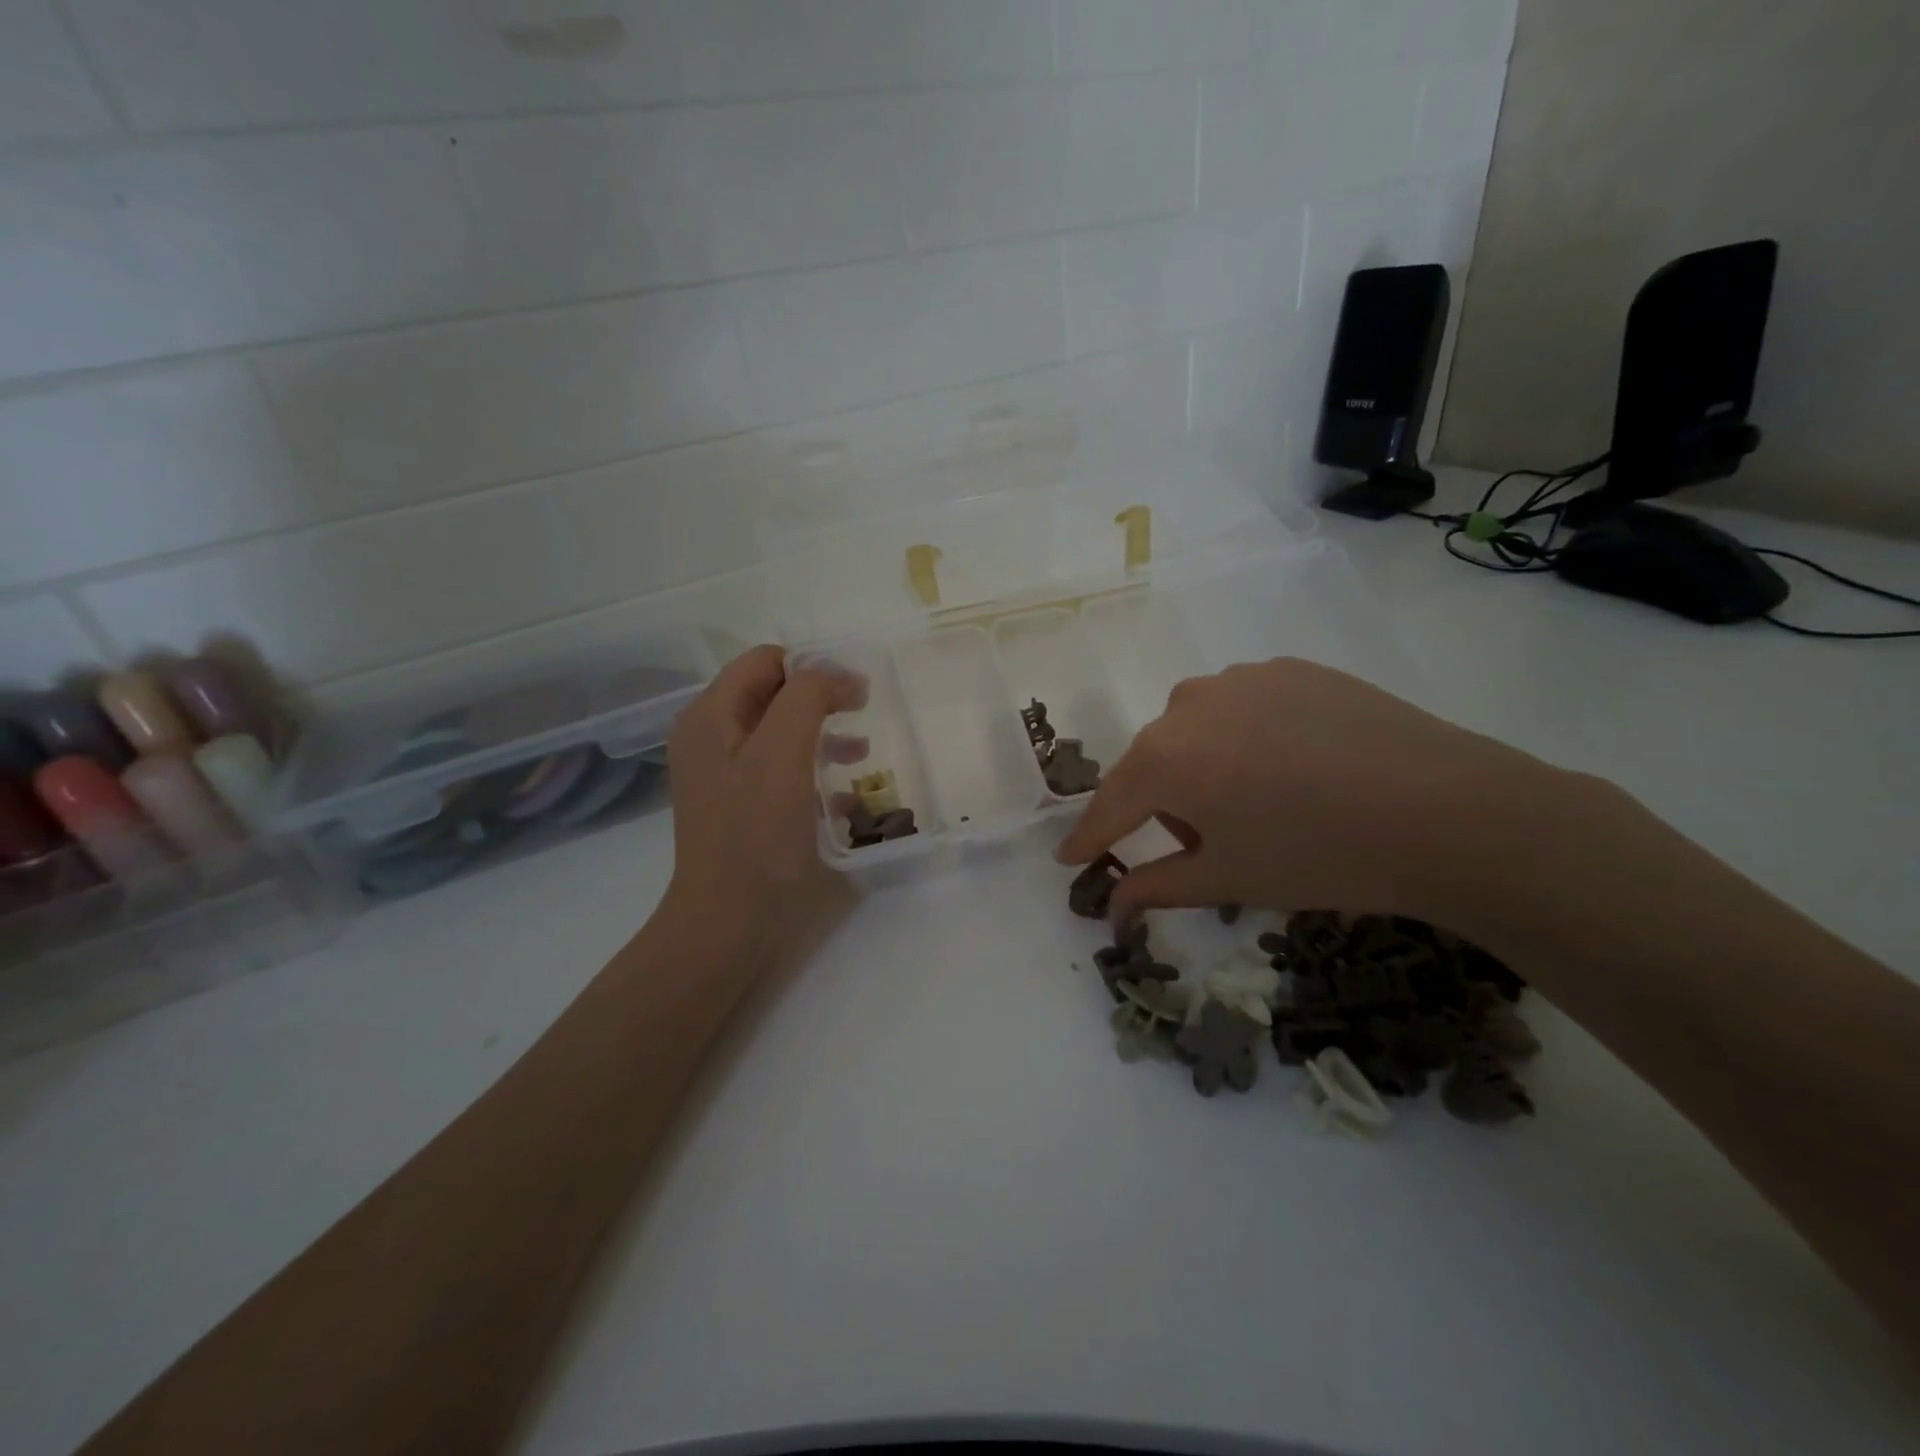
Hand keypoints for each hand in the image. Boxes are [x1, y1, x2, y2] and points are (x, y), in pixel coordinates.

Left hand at [661, 645, 864, 964]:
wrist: (728, 924)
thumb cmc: (755, 836)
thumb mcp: (782, 755)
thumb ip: (807, 698)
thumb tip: (839, 676)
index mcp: (711, 716)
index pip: (765, 661)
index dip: (812, 667)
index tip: (855, 693)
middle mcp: (712, 738)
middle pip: (773, 695)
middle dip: (820, 700)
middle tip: (862, 716)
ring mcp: (725, 776)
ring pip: (781, 733)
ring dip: (823, 735)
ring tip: (859, 756)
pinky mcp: (742, 807)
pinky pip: (782, 772)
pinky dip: (814, 772)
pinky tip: (844, 798)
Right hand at [1055, 657, 1571, 927]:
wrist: (1448, 810)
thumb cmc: (1319, 856)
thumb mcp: (1229, 880)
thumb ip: (1156, 887)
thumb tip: (1110, 910)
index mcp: (1164, 757)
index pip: (1110, 806)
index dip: (1090, 838)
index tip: (1070, 860)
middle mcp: (1188, 705)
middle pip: (1156, 764)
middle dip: (1168, 805)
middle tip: (1215, 843)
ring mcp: (1242, 678)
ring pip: (1198, 731)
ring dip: (1207, 767)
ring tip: (1265, 801)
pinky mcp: (1291, 668)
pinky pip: (1245, 708)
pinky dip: (1250, 738)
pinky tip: (1299, 765)